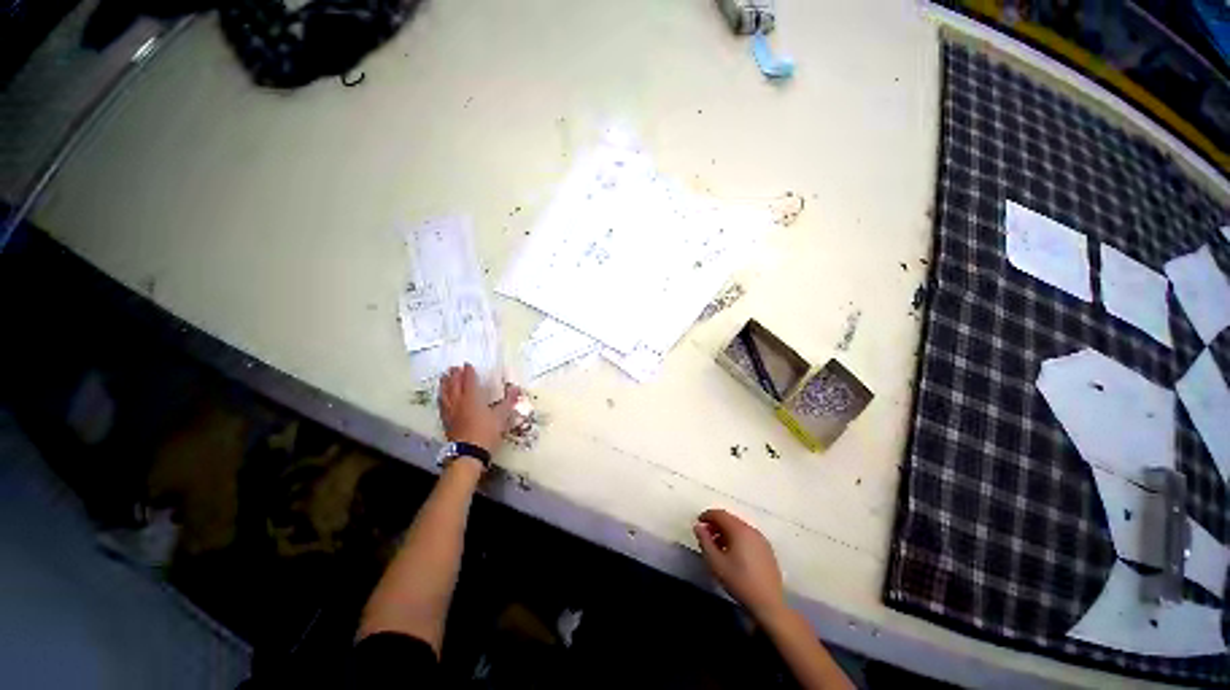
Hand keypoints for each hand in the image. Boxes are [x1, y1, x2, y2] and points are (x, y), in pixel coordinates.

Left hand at [439, 363, 520, 453]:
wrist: (469, 453)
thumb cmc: (487, 432)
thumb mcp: (502, 416)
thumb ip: (508, 400)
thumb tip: (515, 387)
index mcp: (472, 398)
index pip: (469, 381)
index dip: (468, 372)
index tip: (467, 365)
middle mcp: (459, 402)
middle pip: (454, 385)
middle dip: (454, 375)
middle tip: (453, 367)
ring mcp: (450, 412)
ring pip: (445, 394)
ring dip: (444, 384)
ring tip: (443, 377)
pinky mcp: (446, 422)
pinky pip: (441, 405)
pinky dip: (441, 397)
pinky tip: (441, 397)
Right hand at [693, 508, 786, 622]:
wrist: (768, 604)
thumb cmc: (739, 581)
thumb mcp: (715, 562)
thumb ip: (704, 541)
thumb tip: (698, 526)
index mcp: (739, 530)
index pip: (720, 514)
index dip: (707, 516)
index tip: (698, 523)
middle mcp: (752, 530)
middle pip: (730, 520)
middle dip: (716, 524)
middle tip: (706, 536)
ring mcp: (762, 540)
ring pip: (739, 529)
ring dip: (726, 532)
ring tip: (717, 547)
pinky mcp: (767, 551)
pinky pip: (748, 537)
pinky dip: (737, 539)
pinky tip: (733, 555)